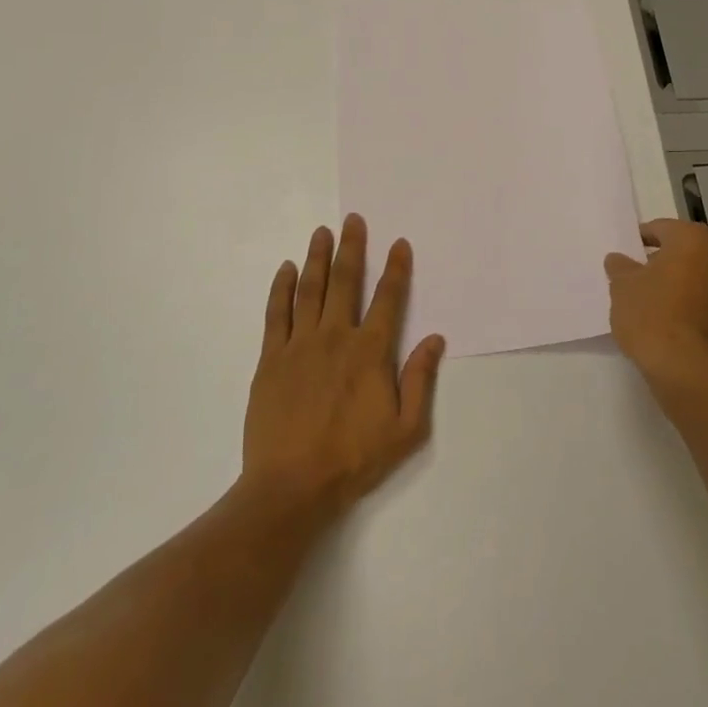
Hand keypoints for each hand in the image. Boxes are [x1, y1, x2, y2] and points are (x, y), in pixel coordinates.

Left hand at [243, 214, 446, 519]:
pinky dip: (282, 288)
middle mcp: (336, 337)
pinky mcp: (271, 359)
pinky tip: (287, 269)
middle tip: (353, 219)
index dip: (396, 269)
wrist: (291, 487)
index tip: (399, 243)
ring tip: (322, 231)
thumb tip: (436, 339)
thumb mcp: (406, 429)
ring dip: (318, 257)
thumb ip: (420, 380)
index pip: (388, 299)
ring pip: (310, 290)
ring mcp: (300, 345)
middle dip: (352, 247)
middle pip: (346, 282)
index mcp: (370, 352)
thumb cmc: (354, 459)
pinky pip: (276, 313)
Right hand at [604, 219, 707, 383]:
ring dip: (698, 293)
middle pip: (695, 256)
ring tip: (673, 315)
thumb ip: (622, 268)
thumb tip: (620, 260)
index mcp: (695, 242)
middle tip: (650, 285)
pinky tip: (695, 339)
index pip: (665, 229)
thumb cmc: (652, 318)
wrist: (690, 373)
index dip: (646, 239)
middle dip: (675, 266)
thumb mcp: (622, 289)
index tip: (632, 253)